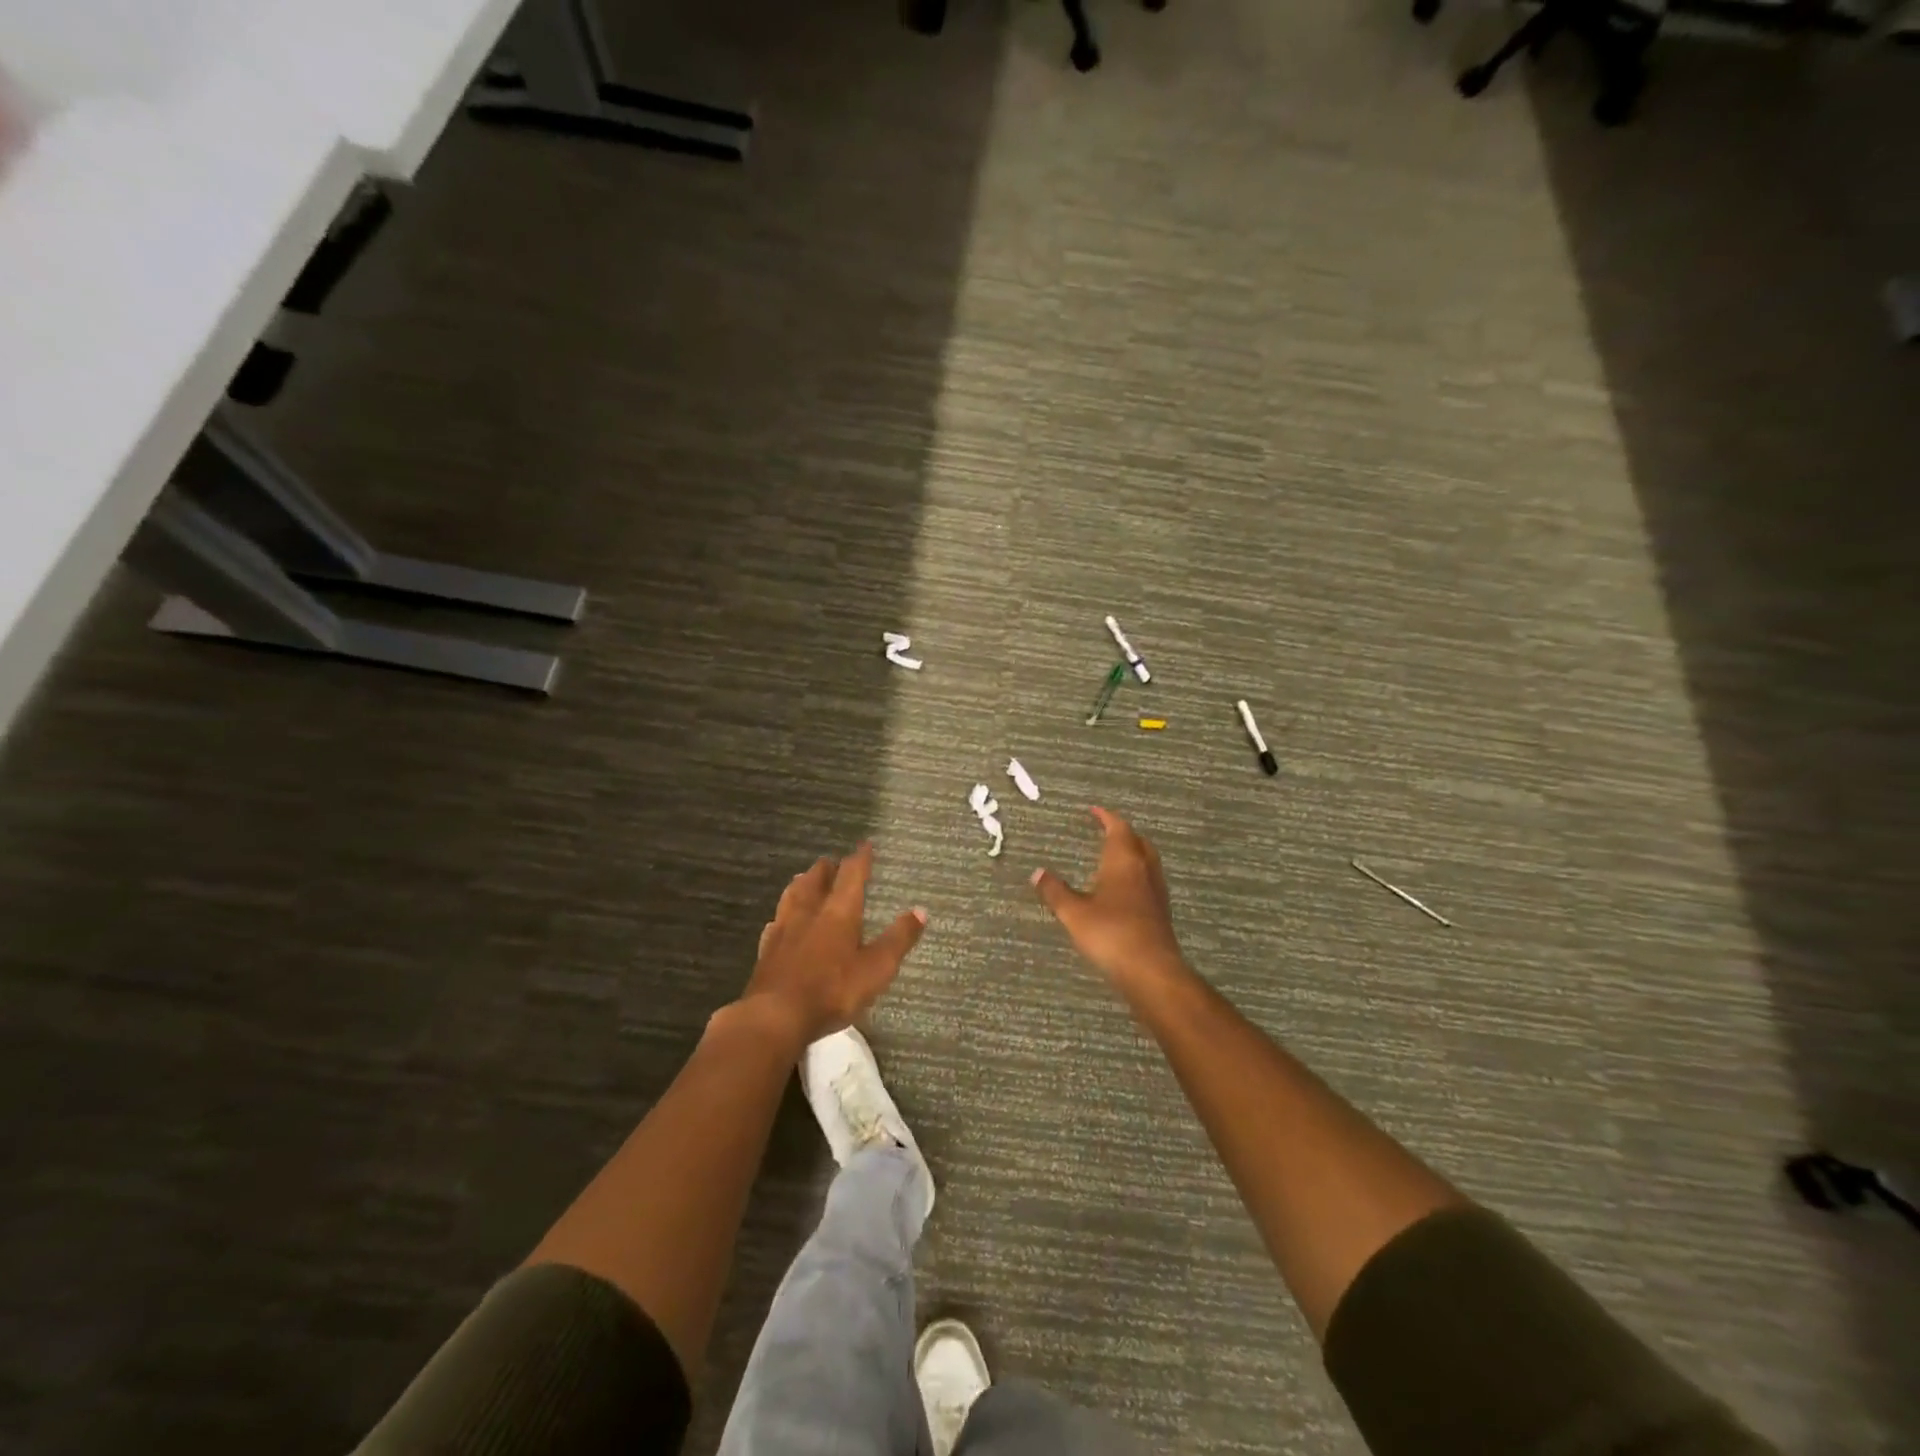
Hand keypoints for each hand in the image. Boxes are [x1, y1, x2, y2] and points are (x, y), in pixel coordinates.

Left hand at [742, 842, 927, 1046]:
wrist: (776, 1015)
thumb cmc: (833, 989)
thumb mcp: (877, 968)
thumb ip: (899, 939)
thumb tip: (921, 911)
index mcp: (839, 911)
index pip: (851, 874)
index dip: (860, 858)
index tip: (865, 844)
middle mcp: (810, 912)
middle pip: (816, 879)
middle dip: (827, 868)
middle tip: (833, 862)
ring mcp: (784, 929)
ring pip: (792, 895)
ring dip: (801, 884)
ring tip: (804, 879)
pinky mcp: (766, 949)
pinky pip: (775, 923)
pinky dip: (782, 915)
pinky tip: (780, 921)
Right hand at [1032, 807, 1188, 988]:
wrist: (1151, 971)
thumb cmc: (1111, 934)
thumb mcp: (1074, 913)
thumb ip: (1055, 892)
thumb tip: (1037, 872)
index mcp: (1123, 862)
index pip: (1118, 828)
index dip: (1106, 817)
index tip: (1094, 810)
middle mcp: (1144, 870)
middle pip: (1138, 842)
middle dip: (1123, 833)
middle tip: (1106, 830)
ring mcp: (1156, 892)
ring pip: (1147, 861)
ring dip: (1132, 853)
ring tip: (1114, 856)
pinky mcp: (1161, 912)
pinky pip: (1149, 881)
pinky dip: (1136, 875)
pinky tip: (1124, 890)